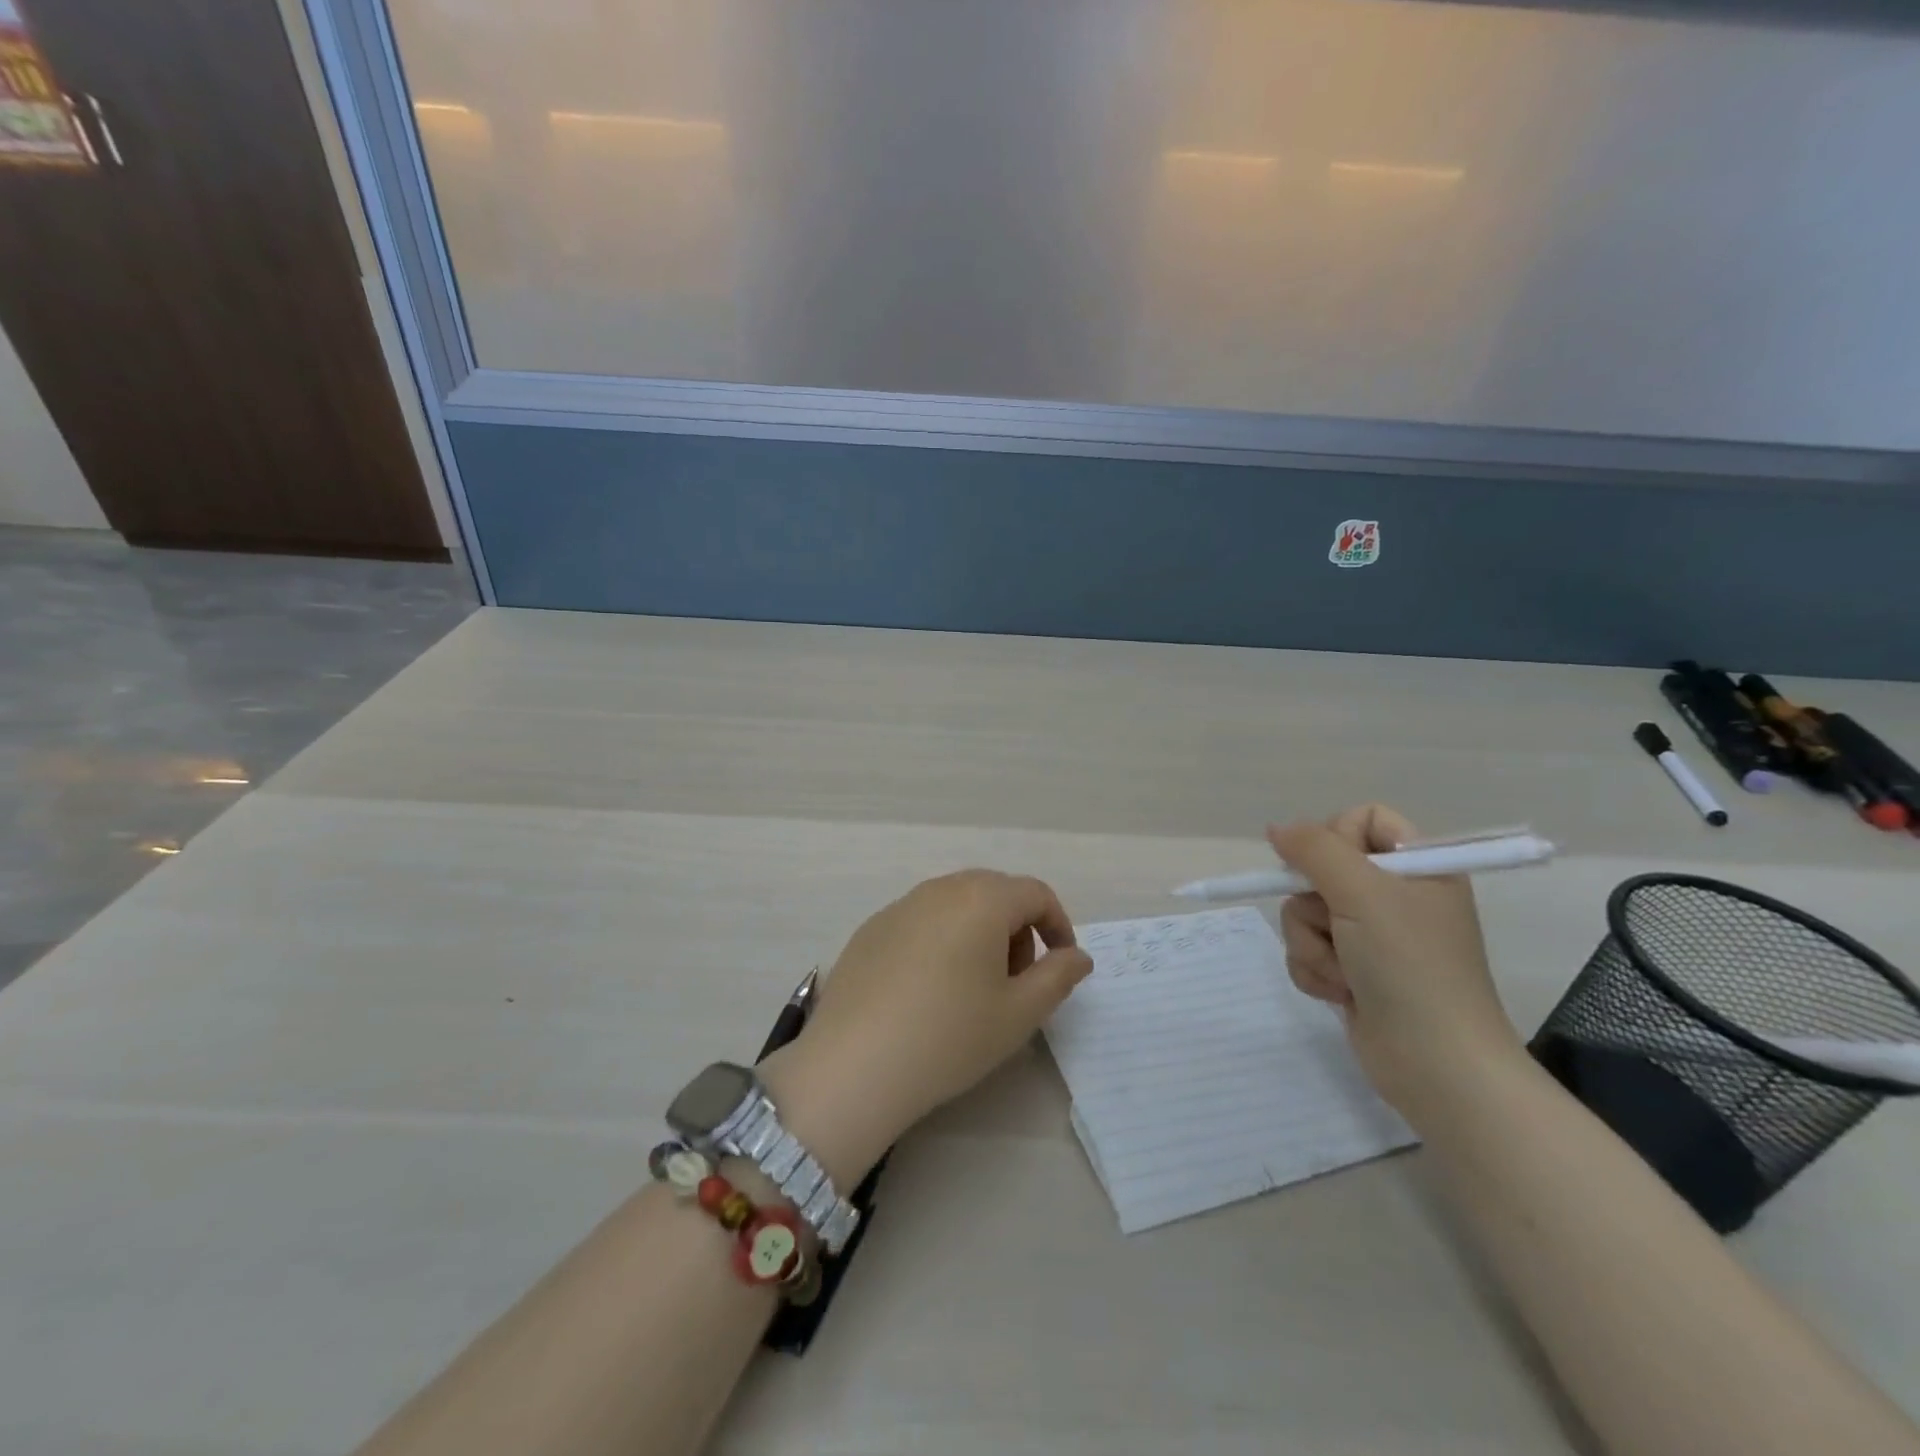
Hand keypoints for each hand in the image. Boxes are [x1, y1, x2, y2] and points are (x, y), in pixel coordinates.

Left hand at [760, 870, 1092, 1185]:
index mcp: (982, 899)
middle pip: (995, 893)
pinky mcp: (870, 929)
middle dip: (1018, 929)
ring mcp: (900, 906)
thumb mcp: (1019, 1013)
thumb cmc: (950, 1036)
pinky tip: (927, 991)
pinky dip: (940, 941)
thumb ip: (1058, 976)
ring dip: (979, 933)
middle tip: (1017, 981)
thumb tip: (1077, 955)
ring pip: (956, 905)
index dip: (1058, 925)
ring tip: (973, 988)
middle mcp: (940, 889)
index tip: (1060, 965)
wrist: (855, 1064)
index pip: (1036, 893)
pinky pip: (921, 921)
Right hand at [1267, 805, 1523, 1110]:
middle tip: (1338, 924)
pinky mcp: (1351, 970)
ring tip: (1345, 972)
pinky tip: (1341, 993)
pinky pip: (1306, 949)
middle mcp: (1393, 895)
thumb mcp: (1363, 893)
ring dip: (1312, 944)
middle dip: (1314, 903)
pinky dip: (1314, 970)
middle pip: (1319, 868)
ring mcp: (1370, 935)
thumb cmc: (1410, 966)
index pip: (1361, 819)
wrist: (1436, 1064)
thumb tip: (1276, 828)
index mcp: (1416, 866)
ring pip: (1303, 912)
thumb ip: (1314, 849)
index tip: (1333, 868)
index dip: (1336, 836)